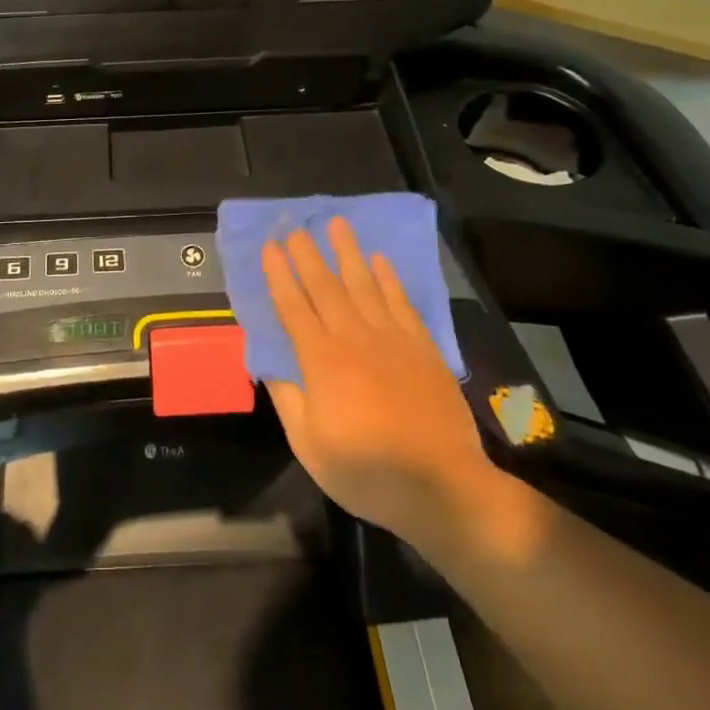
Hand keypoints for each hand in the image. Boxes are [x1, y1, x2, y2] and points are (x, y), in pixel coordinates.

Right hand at [262, 218, 523, 554]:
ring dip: (348, 253)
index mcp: (321, 361)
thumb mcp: (309, 445)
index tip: (269, 247)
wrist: (441, 485)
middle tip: (295, 226)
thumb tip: (268, 364)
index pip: (293, 306)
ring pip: (364, 285)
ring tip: (336, 224)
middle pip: (325, 286)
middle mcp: (354, 338)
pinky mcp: (422, 347)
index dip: (279, 275)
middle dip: (307, 254)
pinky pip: (401, 302)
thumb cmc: (366, 471)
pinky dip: (389, 278)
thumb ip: (288, 399)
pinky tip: (380, 260)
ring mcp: (392, 339)